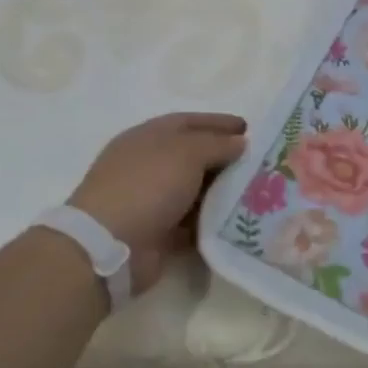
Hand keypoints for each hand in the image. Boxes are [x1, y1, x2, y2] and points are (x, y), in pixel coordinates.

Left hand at [67, 112, 247, 295]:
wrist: (109, 245)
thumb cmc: (147, 185)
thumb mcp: (187, 153)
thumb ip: (218, 144)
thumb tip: (240, 143)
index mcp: (148, 137)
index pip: (189, 122)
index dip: (218, 123)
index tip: (248, 129)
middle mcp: (148, 165)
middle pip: (193, 155)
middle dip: (225, 158)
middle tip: (257, 163)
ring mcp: (150, 199)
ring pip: (195, 190)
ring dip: (222, 191)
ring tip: (256, 192)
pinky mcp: (157, 231)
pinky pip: (193, 221)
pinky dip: (212, 220)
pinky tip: (237, 220)